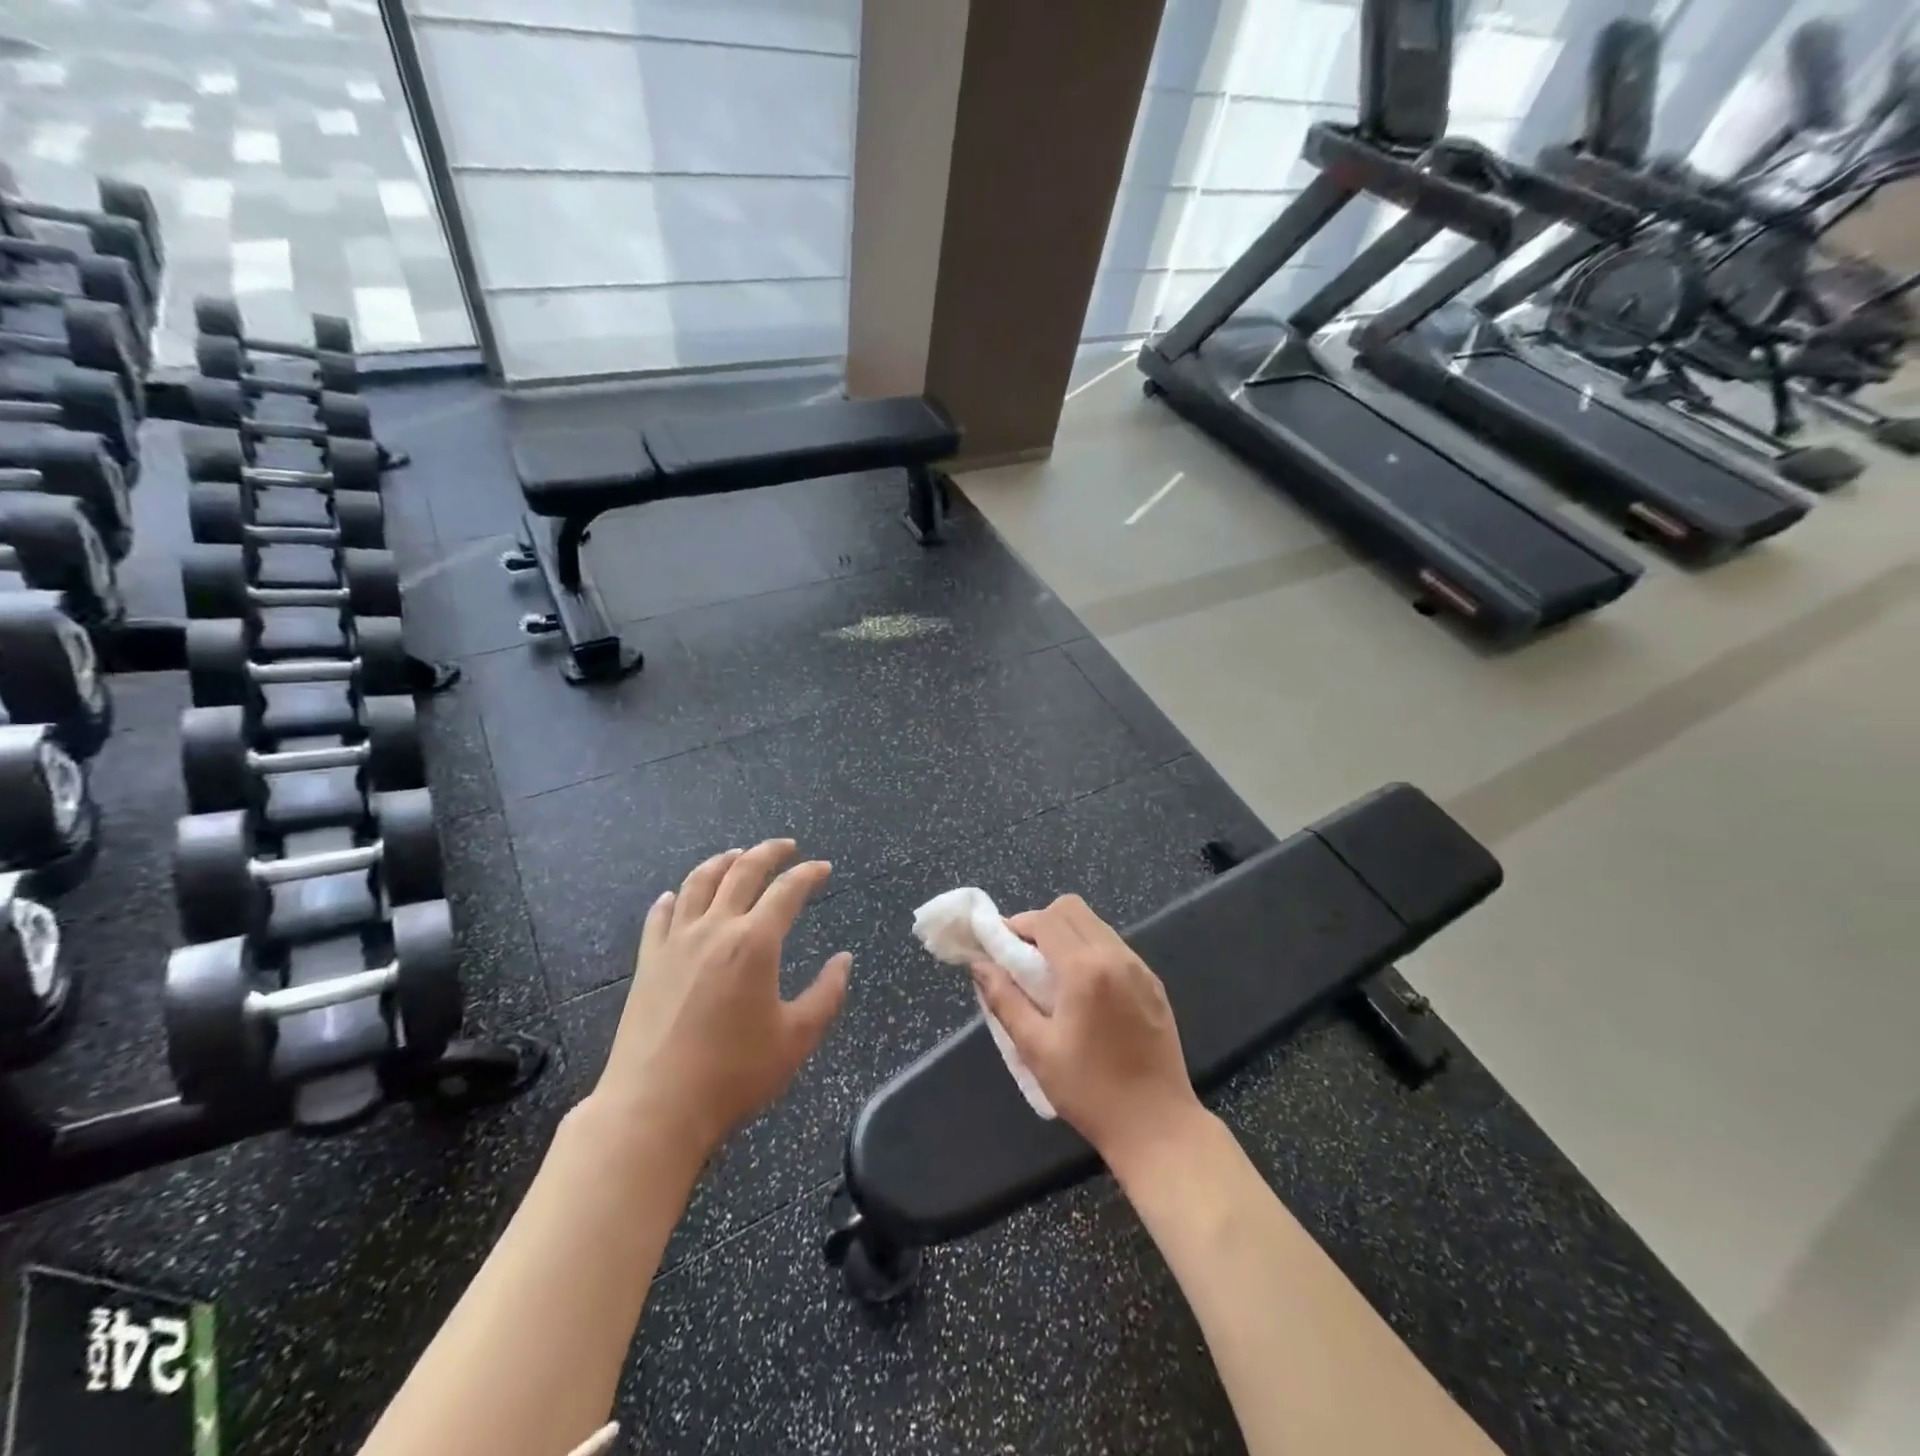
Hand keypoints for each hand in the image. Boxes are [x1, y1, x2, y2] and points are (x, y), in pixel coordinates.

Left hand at [591, 840, 850, 1163]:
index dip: (808, 874)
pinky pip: (659, 916)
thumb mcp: (797, 1038)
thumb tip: (844, 960)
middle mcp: (715, 929)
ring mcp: (676, 942)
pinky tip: (675, 895)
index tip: (823, 868)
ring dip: (721, 862)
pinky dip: (673, 898)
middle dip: (768, 852)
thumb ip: (827, 994)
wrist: (655, 1107)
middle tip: (786, 846)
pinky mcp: (648, 962)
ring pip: (698, 883)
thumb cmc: (734, 1074)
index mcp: (755, 943)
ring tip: (736, 854)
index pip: (787, 891)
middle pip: (742, 871)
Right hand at [970, 894, 1204, 1179]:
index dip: (1017, 925)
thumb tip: (979, 964)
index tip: (999, 948)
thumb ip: (1004, 999)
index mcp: (1085, 969)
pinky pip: (1115, 946)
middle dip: (1041, 923)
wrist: (1157, 1126)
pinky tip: (1083, 991)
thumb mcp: (1036, 1048)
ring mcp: (1140, 967)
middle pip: (1072, 909)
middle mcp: (1115, 956)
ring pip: (1095, 924)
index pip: (1045, 919)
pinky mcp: (1153, 983)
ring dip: (1067, 935)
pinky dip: (1091, 950)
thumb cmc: (1089, 1091)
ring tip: (1051, 975)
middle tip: (1024, 959)